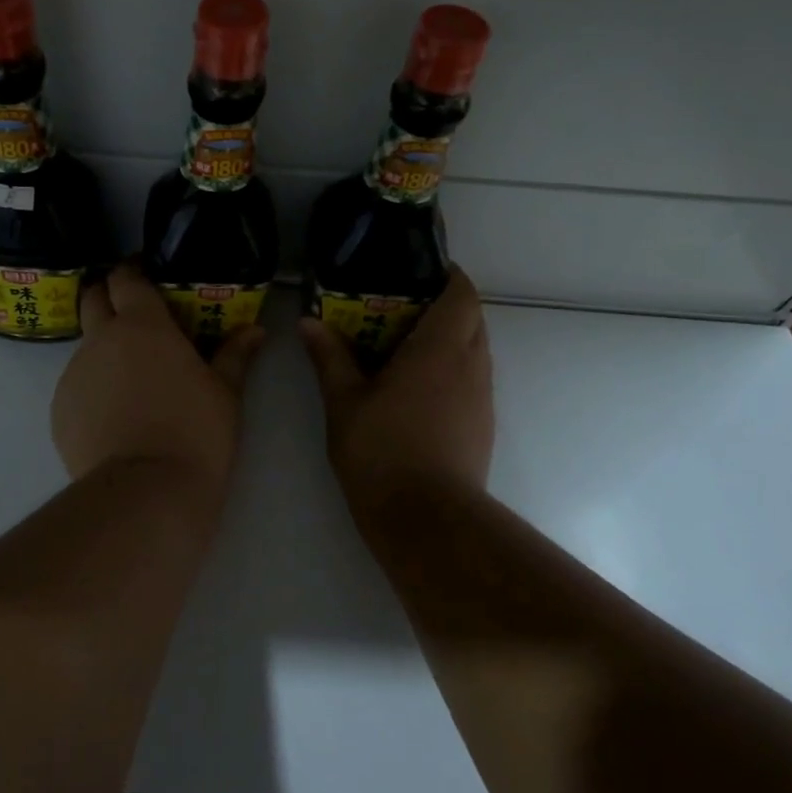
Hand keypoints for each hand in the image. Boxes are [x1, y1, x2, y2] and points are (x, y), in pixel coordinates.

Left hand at [51, 264, 265, 503]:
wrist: (146, 494)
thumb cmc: (196, 433)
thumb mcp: (226, 394)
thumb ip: (236, 355)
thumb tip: (256, 330)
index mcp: (142, 325)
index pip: (125, 277)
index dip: (133, 271)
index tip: (147, 277)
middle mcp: (99, 340)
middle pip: (92, 299)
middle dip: (108, 298)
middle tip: (135, 318)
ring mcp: (73, 375)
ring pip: (85, 347)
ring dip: (104, 351)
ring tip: (132, 383)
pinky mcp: (59, 411)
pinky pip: (76, 387)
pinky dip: (94, 390)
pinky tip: (116, 419)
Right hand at [299, 268, 494, 519]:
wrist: (428, 521)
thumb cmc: (382, 451)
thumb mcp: (344, 402)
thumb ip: (329, 357)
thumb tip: (308, 322)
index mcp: (440, 349)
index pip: (462, 293)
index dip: (448, 276)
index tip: (418, 272)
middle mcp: (471, 365)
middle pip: (471, 319)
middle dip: (443, 306)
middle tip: (398, 309)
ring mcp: (482, 398)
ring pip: (474, 350)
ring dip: (447, 340)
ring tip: (402, 346)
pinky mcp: (483, 425)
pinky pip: (472, 379)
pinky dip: (450, 370)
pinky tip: (415, 390)